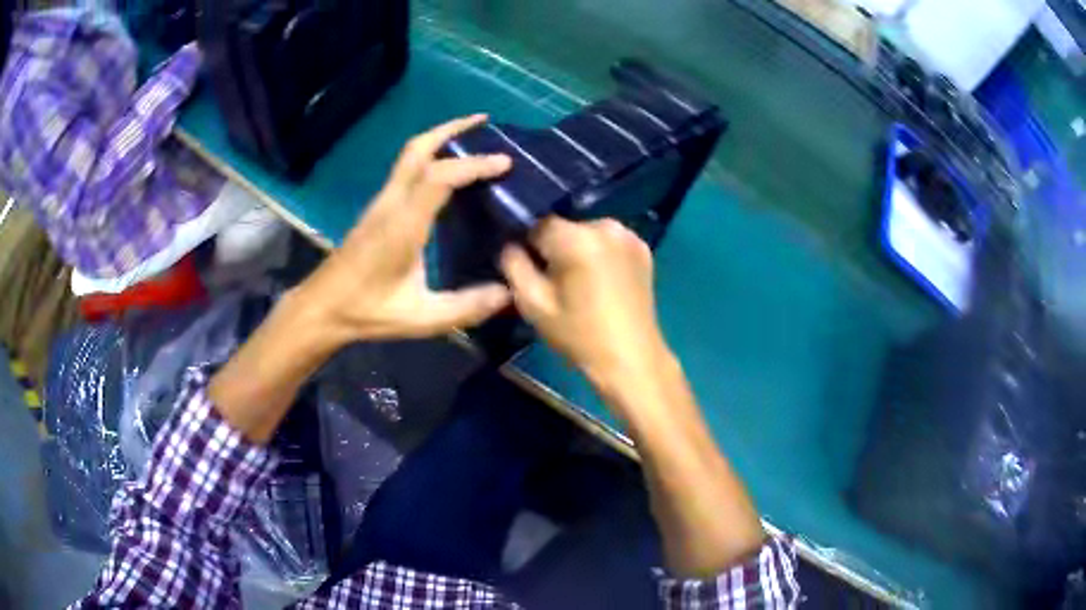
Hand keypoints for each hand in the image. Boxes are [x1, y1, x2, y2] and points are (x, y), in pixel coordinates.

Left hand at [294, 114, 512, 348]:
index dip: (474, 164)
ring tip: (471, 136)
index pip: (439, 177)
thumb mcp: (420, 318)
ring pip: (409, 155)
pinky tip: (447, 171)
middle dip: (451, 129)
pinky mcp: (377, 209)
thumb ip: (465, 307)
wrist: (321, 308)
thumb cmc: (366, 311)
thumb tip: (509, 293)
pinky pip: (406, 169)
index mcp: (402, 225)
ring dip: (440, 138)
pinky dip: (430, 157)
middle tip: (484, 122)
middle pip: (418, 149)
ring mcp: (381, 203)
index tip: (505, 163)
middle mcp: (391, 203)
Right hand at [499, 217, 673, 402]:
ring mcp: (628, 235)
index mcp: (576, 238)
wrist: (631, 357)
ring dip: (578, 250)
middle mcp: (605, 226)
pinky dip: (600, 254)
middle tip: (556, 282)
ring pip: (586, 233)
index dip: (529, 246)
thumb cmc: (579, 335)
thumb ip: (514, 265)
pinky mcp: (643, 248)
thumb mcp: (533, 304)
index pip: (538, 223)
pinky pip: (608, 241)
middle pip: (565, 227)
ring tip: (581, 284)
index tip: (532, 270)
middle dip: (556, 248)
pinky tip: (602, 282)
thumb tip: (511, 245)